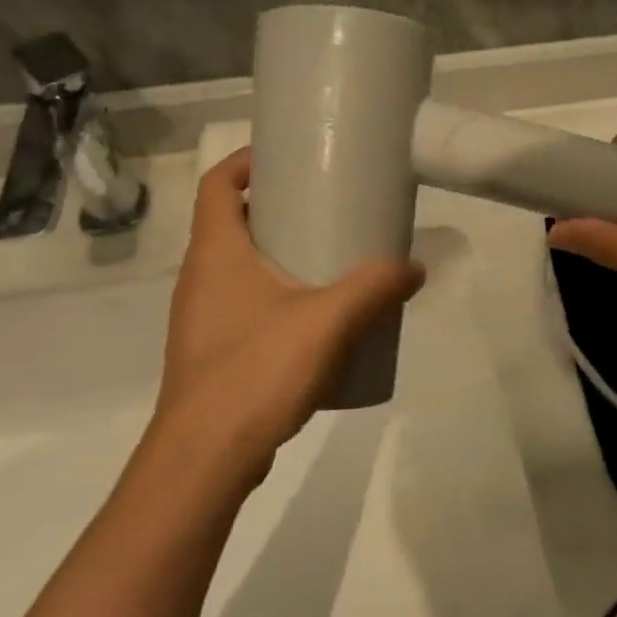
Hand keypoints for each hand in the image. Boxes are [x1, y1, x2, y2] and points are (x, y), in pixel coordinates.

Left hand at [156, 148, 423, 485]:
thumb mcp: (328, 321)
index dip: (244, 161)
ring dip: (276, 253)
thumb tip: (415, 268)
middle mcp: (201, 277)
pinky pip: (244, 304)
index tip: (286, 156)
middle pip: (230, 221)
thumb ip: (375, 288)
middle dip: (274, 207)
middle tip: (324, 204)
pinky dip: (275, 294)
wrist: (205, 461)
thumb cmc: (256, 371)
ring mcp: (203, 318)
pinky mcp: (214, 352)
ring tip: (328, 256)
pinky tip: (315, 317)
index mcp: (216, 253)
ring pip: (238, 266)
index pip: (216, 184)